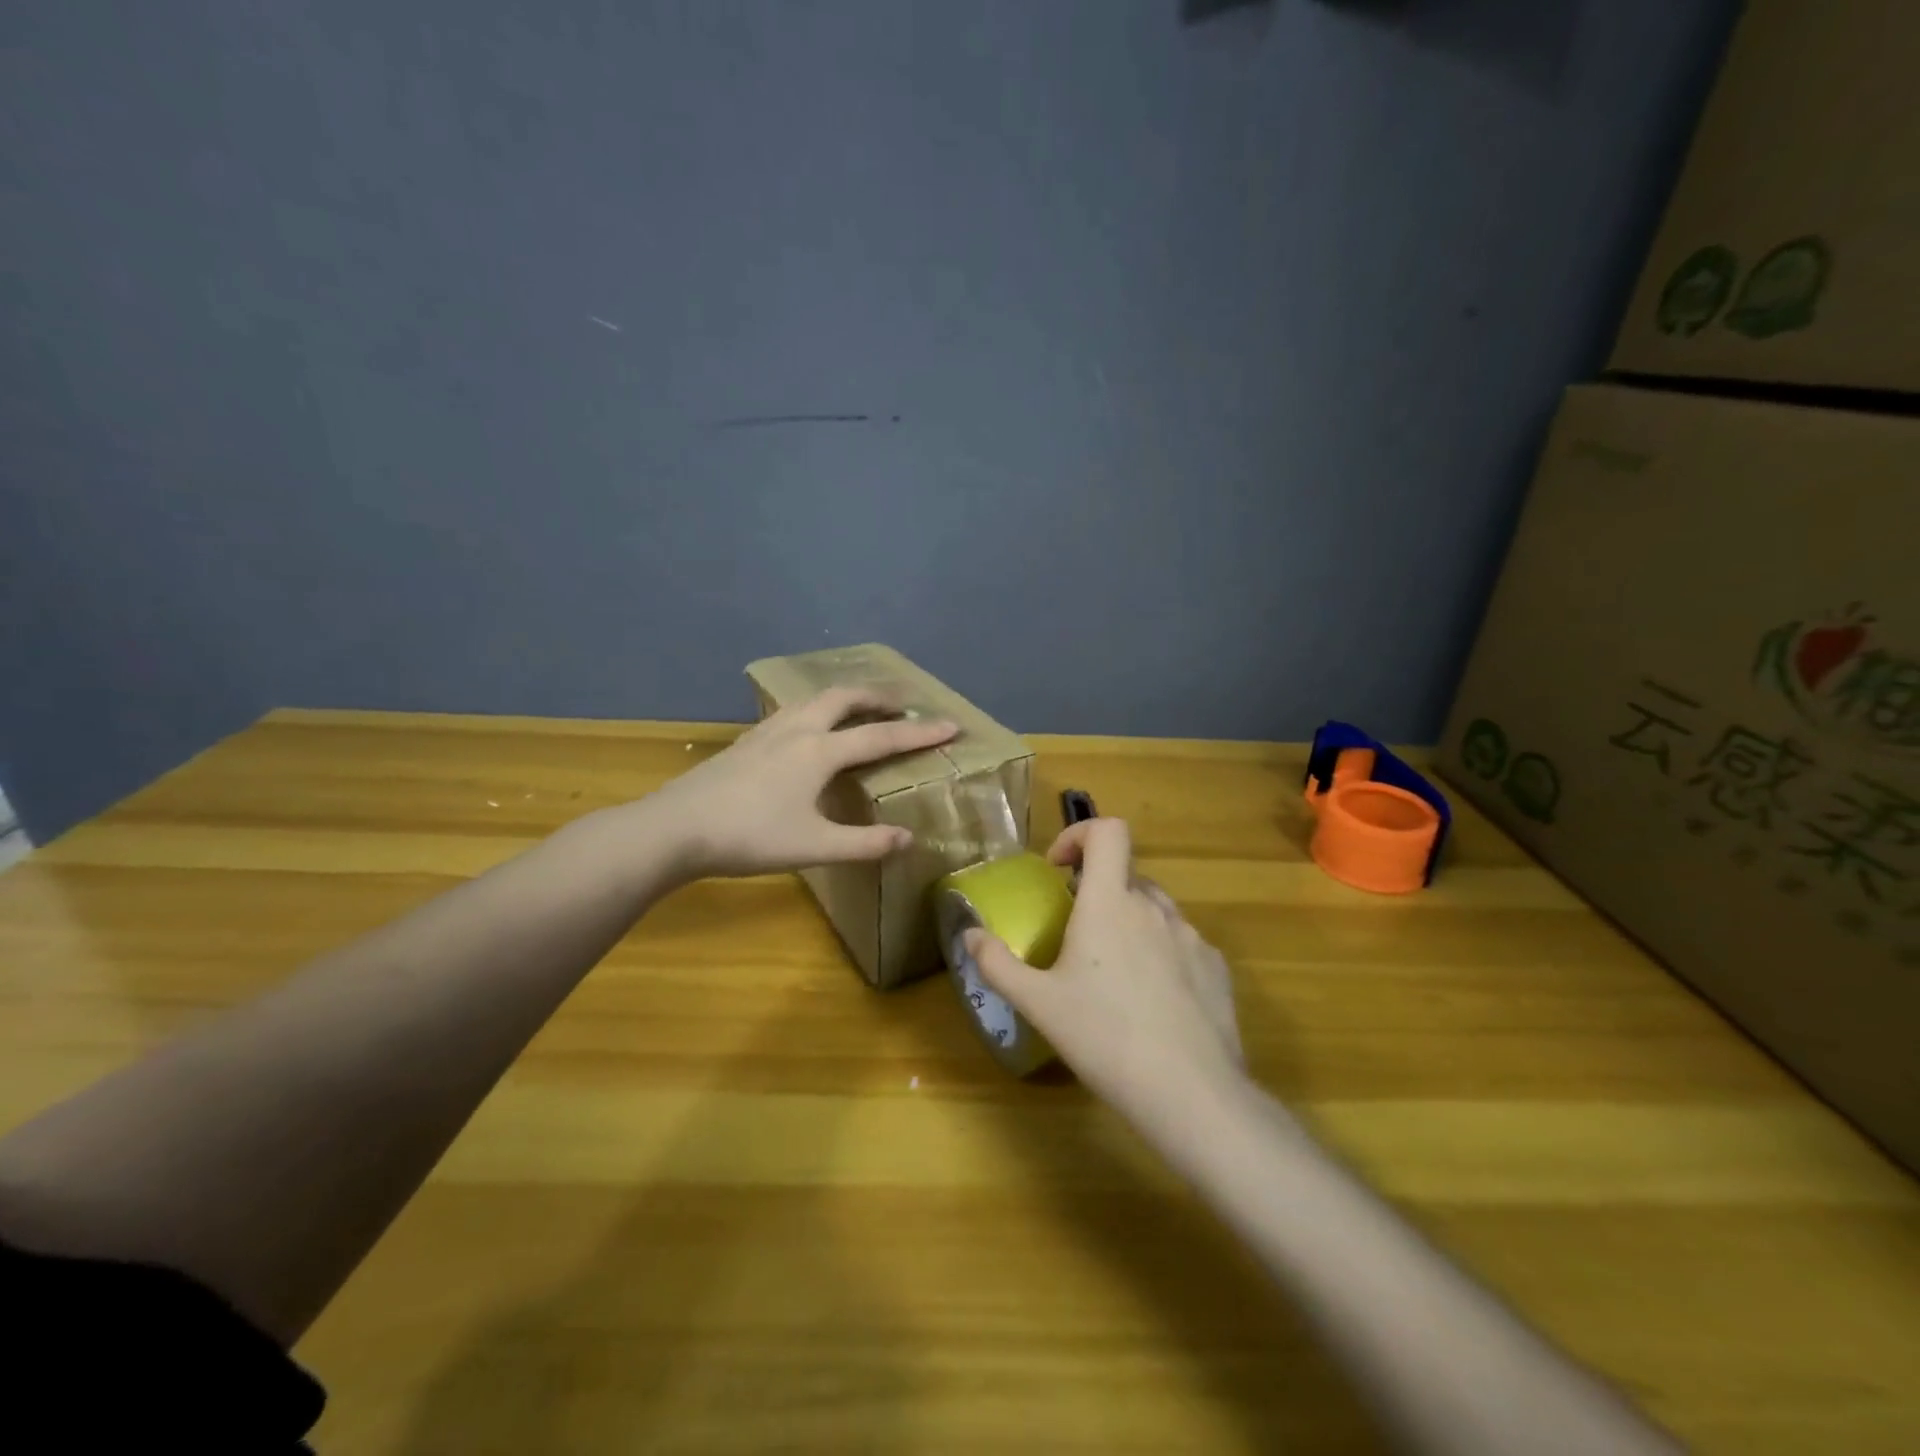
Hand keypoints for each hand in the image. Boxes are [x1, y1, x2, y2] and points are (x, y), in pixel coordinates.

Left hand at [647, 687, 957, 878]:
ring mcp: (768, 732)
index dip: (920, 732)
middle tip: (905, 701)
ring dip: (847, 698)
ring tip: (863, 707)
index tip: (951, 725)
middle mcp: (798, 730)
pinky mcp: (747, 741)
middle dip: (880, 696)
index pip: (882, 736)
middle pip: (846, 698)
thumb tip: (907, 839)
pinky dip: (818, 709)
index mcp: (820, 751)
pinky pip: (794, 711)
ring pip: (815, 700)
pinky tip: (811, 728)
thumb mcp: (813, 846)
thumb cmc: (749, 838)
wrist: (675, 829)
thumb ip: (864, 843)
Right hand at [966, 818, 1243, 1120]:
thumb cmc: (1104, 1038)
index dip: (1081, 834)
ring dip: (1130, 922)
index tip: (1059, 869)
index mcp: (1109, 902)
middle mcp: (1153, 907)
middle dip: (1098, 891)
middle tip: (1078, 936)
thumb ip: (997, 963)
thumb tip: (970, 934)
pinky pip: (1182, 943)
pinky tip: (1153, 1002)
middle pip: (1126, 873)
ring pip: (1154, 909)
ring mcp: (1191, 936)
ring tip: (1114, 974)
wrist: (1190, 1093)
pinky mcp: (1216, 967)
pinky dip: (1161, 953)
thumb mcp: (1038, 1004)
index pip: (1107, 830)